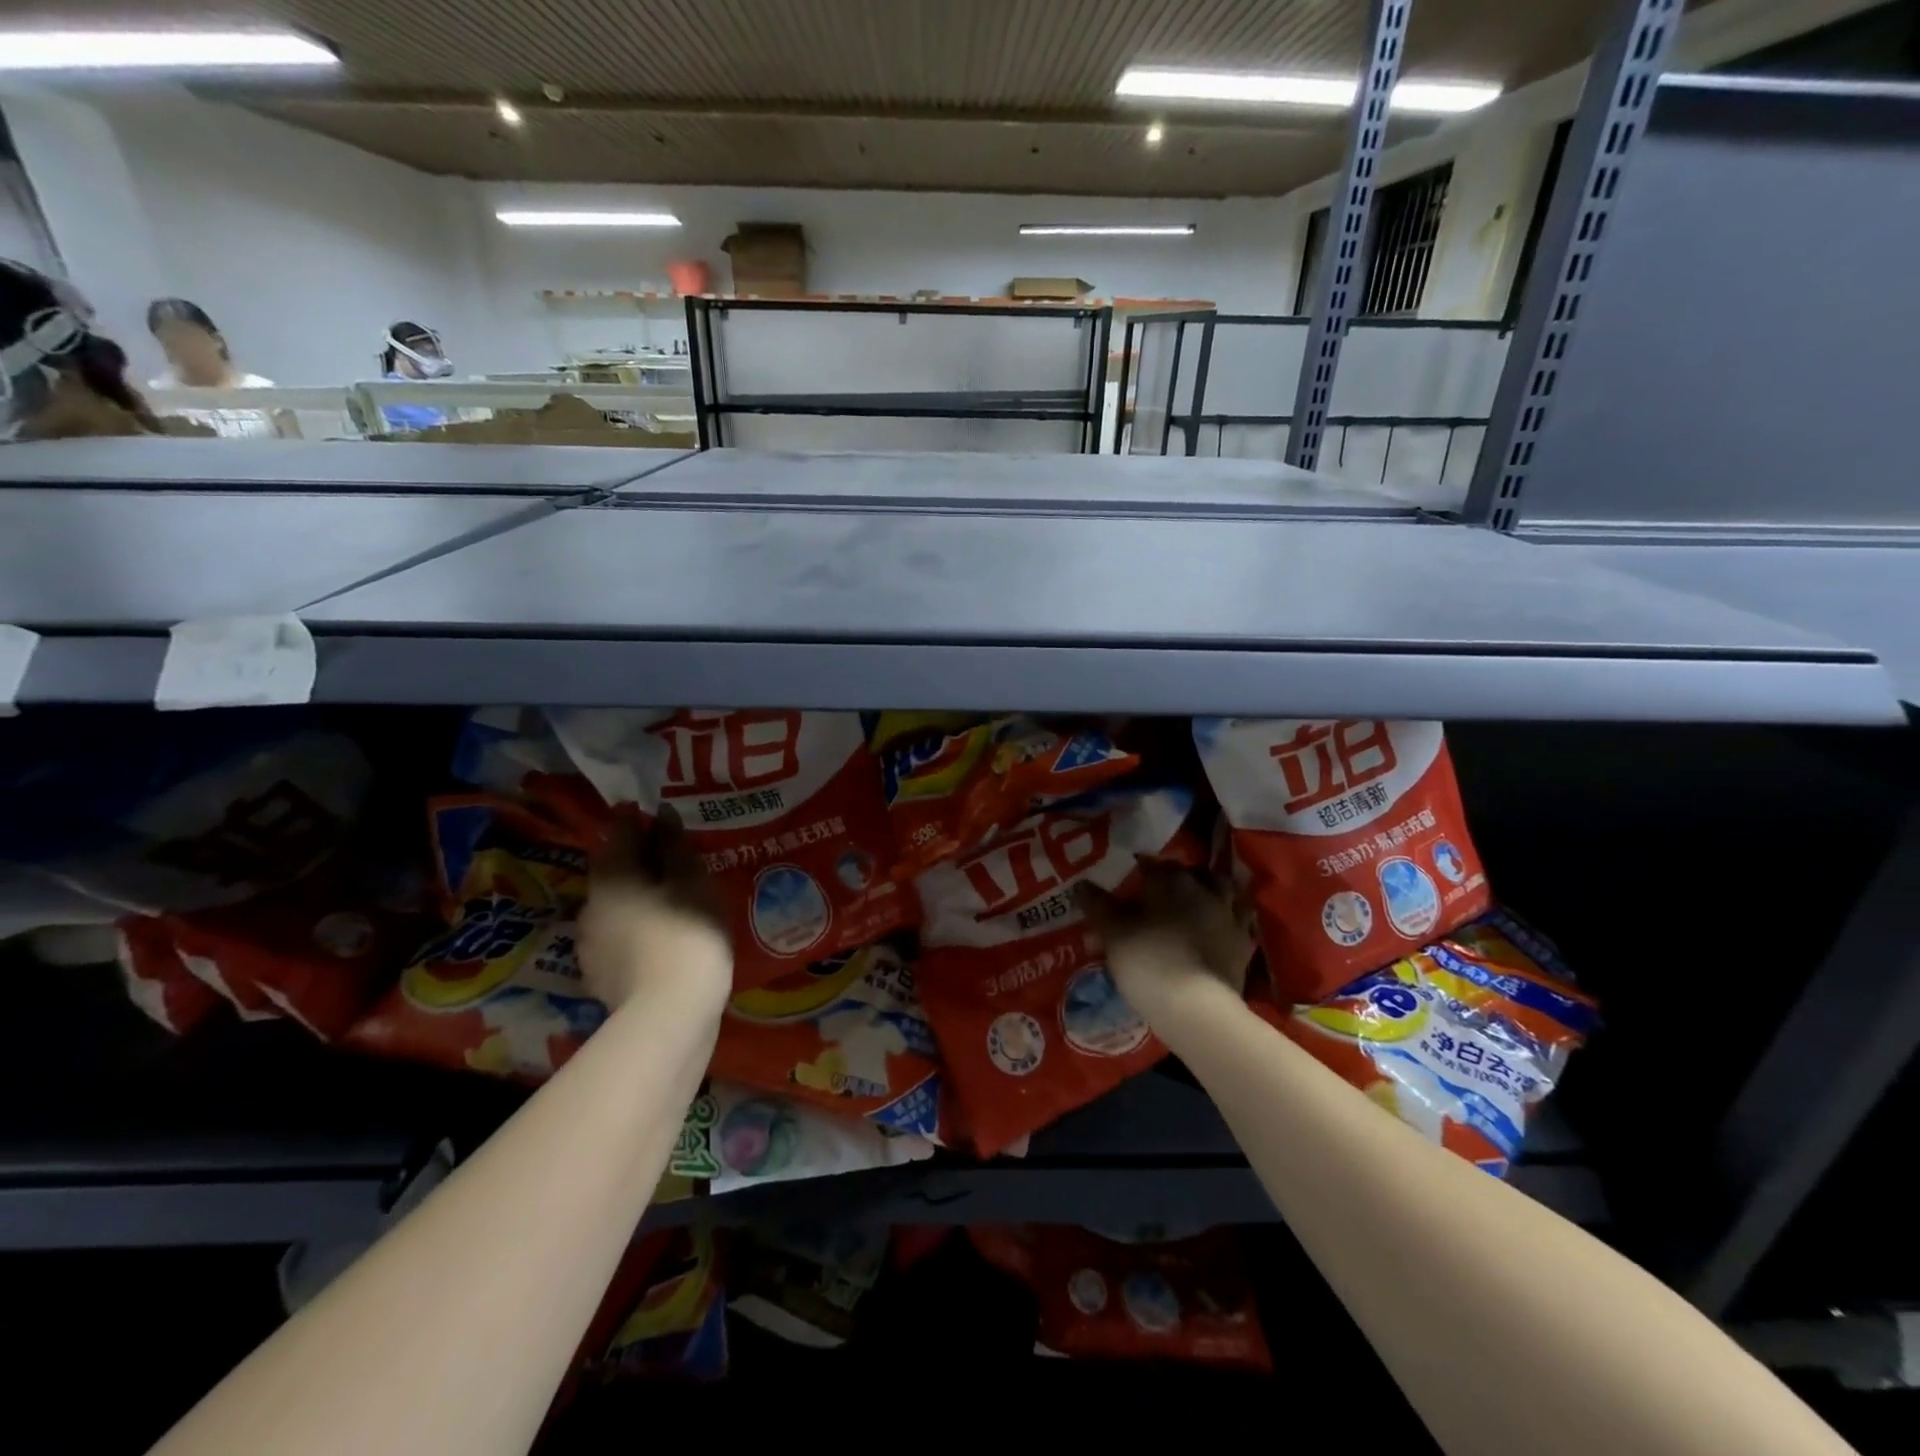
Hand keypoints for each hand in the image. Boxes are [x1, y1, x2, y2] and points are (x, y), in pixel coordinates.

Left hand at [576, 809, 732, 1018]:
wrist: (668, 1013)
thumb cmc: (687, 932)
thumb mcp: (692, 881)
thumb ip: (675, 846)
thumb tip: (662, 815)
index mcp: (612, 874)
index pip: (620, 832)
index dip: (637, 820)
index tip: (655, 815)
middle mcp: (591, 902)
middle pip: (614, 870)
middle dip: (637, 861)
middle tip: (670, 859)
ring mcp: (590, 943)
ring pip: (614, 906)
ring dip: (636, 897)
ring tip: (668, 900)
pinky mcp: (598, 975)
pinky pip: (617, 937)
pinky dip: (635, 929)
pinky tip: (658, 937)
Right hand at [1077, 867, 1252, 1026]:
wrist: (1196, 1008)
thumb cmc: (1148, 961)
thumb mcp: (1112, 933)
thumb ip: (1098, 904)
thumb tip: (1082, 884)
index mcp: (1170, 880)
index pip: (1151, 863)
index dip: (1137, 868)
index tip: (1127, 876)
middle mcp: (1204, 889)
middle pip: (1190, 872)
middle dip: (1176, 876)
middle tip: (1159, 890)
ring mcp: (1229, 915)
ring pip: (1222, 889)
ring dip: (1209, 889)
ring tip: (1194, 900)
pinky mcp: (1243, 942)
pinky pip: (1238, 919)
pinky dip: (1228, 916)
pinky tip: (1217, 925)